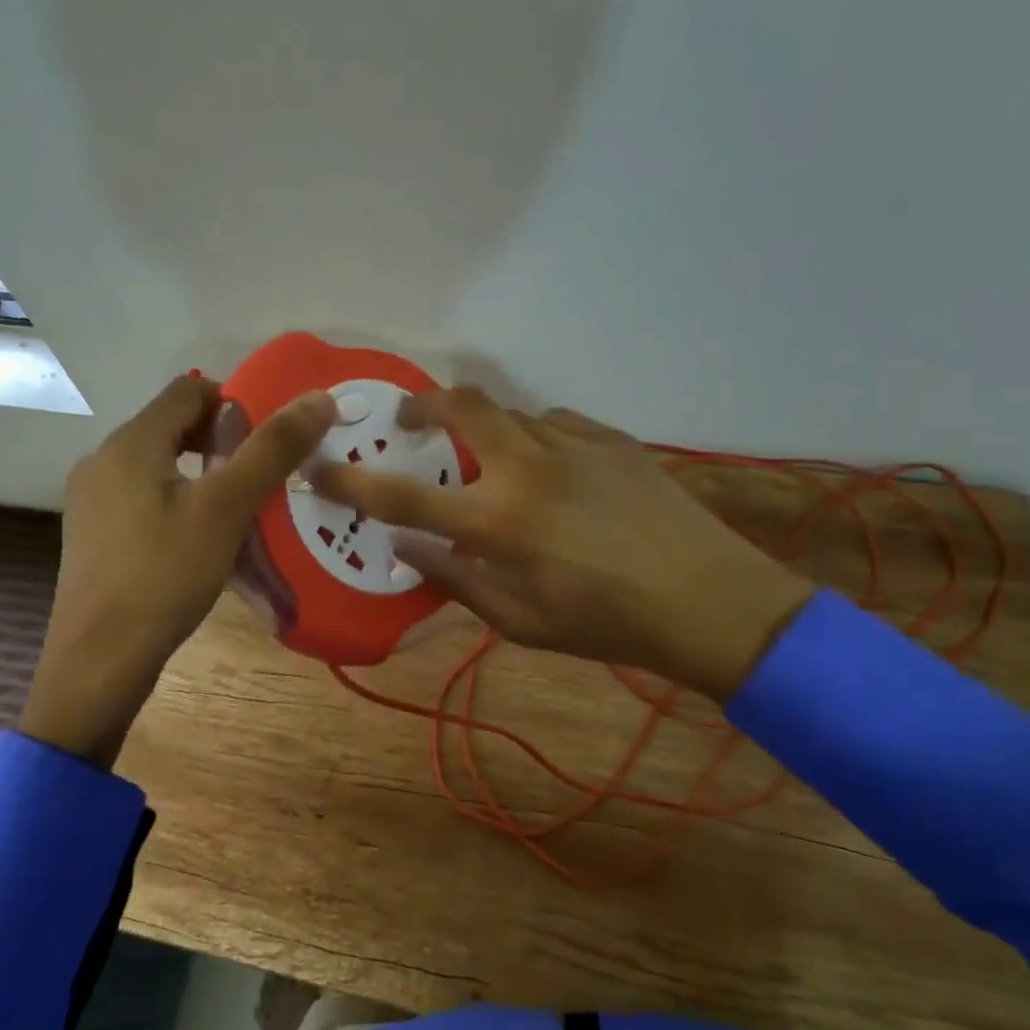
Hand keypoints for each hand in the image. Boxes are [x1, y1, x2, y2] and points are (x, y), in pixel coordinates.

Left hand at [21, 375, 336, 764]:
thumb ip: (273, 450)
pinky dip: (177, 500)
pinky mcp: (93, 534)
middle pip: (171, 425)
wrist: (100, 660)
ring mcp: (91, 500)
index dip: (234, 401)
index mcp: (130, 443)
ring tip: (237, 506)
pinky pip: (142, 496)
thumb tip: (320, 398)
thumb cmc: (164, 575)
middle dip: (220, 440)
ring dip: (200, 472)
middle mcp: (102, 460)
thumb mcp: (226, 508)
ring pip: (158, 464)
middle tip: (260, 474)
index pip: (188, 390)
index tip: (268, 439)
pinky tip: (199, 538)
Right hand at [313, 390, 812, 700]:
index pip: (403, 495)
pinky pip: (557, 423)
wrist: (711, 601)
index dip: (351, 481)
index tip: (319, 468)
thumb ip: (458, 580)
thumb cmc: (607, 624)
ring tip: (492, 463)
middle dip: (422, 405)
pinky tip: (551, 469)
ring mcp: (574, 445)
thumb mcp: (521, 622)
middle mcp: (528, 468)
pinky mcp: (613, 440)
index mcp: (498, 520)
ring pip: (510, 413)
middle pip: (461, 406)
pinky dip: (537, 439)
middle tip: (409, 422)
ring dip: (486, 431)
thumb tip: (409, 547)